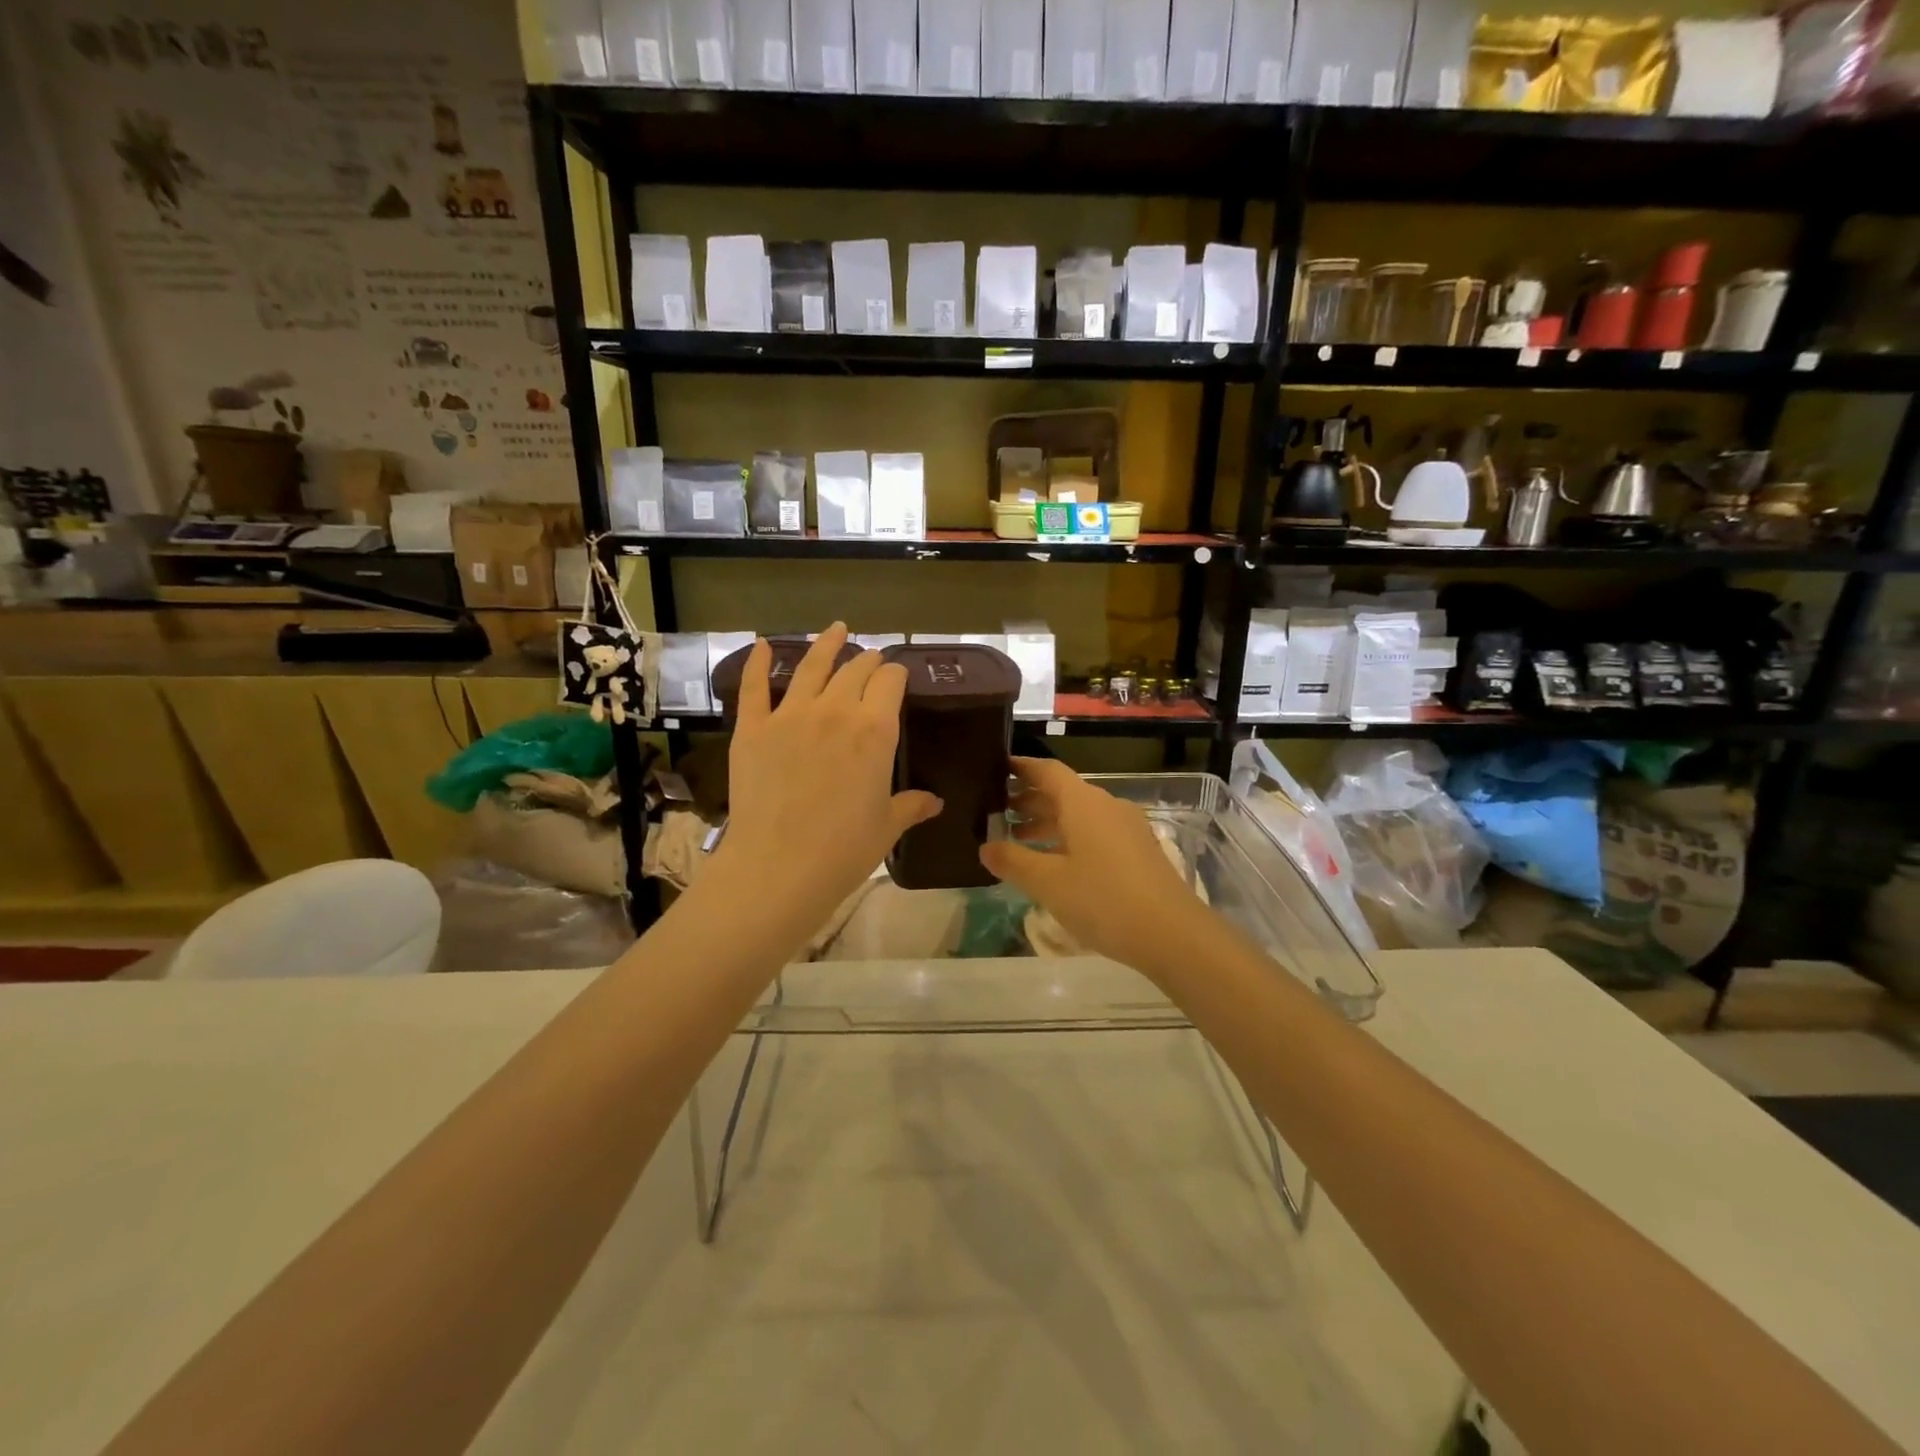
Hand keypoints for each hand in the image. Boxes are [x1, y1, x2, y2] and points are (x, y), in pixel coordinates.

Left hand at [709, 624, 940, 941]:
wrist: (778, 867)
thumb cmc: (844, 850)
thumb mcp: (886, 826)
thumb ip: (911, 805)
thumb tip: (934, 801)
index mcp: (875, 730)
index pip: (890, 682)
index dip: (896, 675)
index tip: (897, 677)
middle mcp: (835, 711)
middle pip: (854, 670)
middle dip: (867, 661)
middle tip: (872, 659)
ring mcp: (789, 716)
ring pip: (811, 667)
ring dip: (826, 644)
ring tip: (837, 629)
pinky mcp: (753, 729)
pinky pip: (755, 687)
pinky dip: (758, 663)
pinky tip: (761, 644)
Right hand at [981, 757, 1209, 976]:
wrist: (1172, 933)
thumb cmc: (1103, 900)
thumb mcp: (1048, 883)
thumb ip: (1013, 861)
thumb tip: (986, 847)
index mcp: (1083, 802)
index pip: (1047, 770)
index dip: (1021, 768)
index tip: (996, 770)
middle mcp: (1106, 806)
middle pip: (1062, 792)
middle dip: (1029, 800)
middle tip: (996, 813)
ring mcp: (1126, 828)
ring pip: (1079, 815)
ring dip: (1048, 822)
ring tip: (1017, 840)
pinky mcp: (1138, 851)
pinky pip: (1095, 833)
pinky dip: (1068, 839)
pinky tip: (1054, 864)